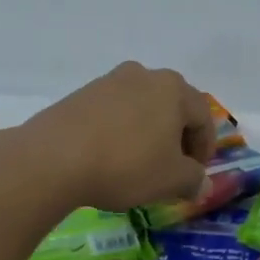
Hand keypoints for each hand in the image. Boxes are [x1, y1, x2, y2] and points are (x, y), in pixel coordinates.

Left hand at [16, 63, 213, 211]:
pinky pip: (113, 113)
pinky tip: (111, 157)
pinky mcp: (81, 95)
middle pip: (172, 107)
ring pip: (141, 108)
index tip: (196, 174)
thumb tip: (201, 183)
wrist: (54, 158)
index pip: (203, 116)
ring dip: (148, 133)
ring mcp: (109, 82)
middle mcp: (143, 75)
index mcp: (173, 88)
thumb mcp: (171, 180)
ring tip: (140, 164)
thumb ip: (193, 179)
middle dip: (177, 138)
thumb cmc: (127, 164)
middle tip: (172, 168)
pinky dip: (121, 132)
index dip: (205, 148)